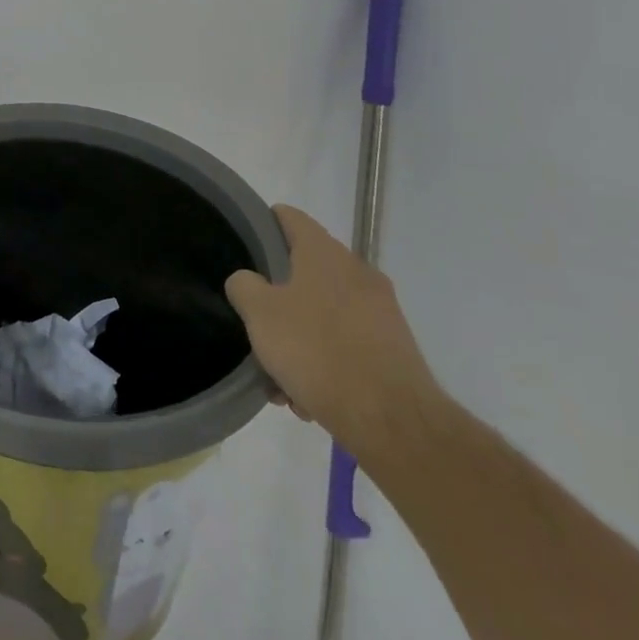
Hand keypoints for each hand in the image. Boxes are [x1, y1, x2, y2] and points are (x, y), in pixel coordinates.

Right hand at [225, 205, 442, 457]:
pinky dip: (326, 363)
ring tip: (281, 381)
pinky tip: (309, 399)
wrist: (394, 422)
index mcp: (324, 253)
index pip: (289, 217)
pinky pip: (347, 345)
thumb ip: (244, 286)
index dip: (263, 224)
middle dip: (278, 301)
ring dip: (299, 340)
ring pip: (324, 315)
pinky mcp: (395, 350)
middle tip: (257, 327)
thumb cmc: (317, 351)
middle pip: (304, 273)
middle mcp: (357, 272)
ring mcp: (381, 312)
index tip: (244, 244)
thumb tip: (248, 281)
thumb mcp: (259, 313)